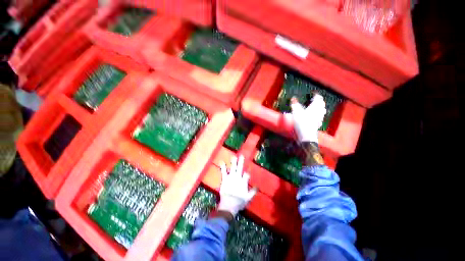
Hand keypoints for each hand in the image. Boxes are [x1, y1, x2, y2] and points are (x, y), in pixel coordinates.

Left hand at [218, 155, 256, 216]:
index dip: (247, 173)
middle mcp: (237, 178)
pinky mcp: (224, 179)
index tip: (248, 171)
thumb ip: (253, 192)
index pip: (246, 174)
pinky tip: (222, 161)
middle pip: (240, 168)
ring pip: (233, 168)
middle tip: (241, 156)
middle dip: (241, 162)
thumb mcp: (248, 198)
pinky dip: (223, 167)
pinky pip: (223, 172)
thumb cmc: (239, 202)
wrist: (229, 204)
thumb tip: (258, 187)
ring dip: (233, 162)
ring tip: (234, 156)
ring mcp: (231, 177)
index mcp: (243, 182)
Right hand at [291, 93, 325, 143]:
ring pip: (322, 111)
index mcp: (315, 106)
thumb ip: (294, 104)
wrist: (306, 135)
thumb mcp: (296, 111)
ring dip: (320, 108)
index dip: (316, 95)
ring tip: (316, 107)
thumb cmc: (302, 122)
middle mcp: (319, 111)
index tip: (313, 93)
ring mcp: (319, 118)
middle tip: (315, 99)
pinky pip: (320, 117)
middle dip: (319, 101)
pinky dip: (318, 115)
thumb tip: (293, 98)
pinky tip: (315, 117)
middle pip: (322, 104)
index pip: (318, 98)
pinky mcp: (318, 124)